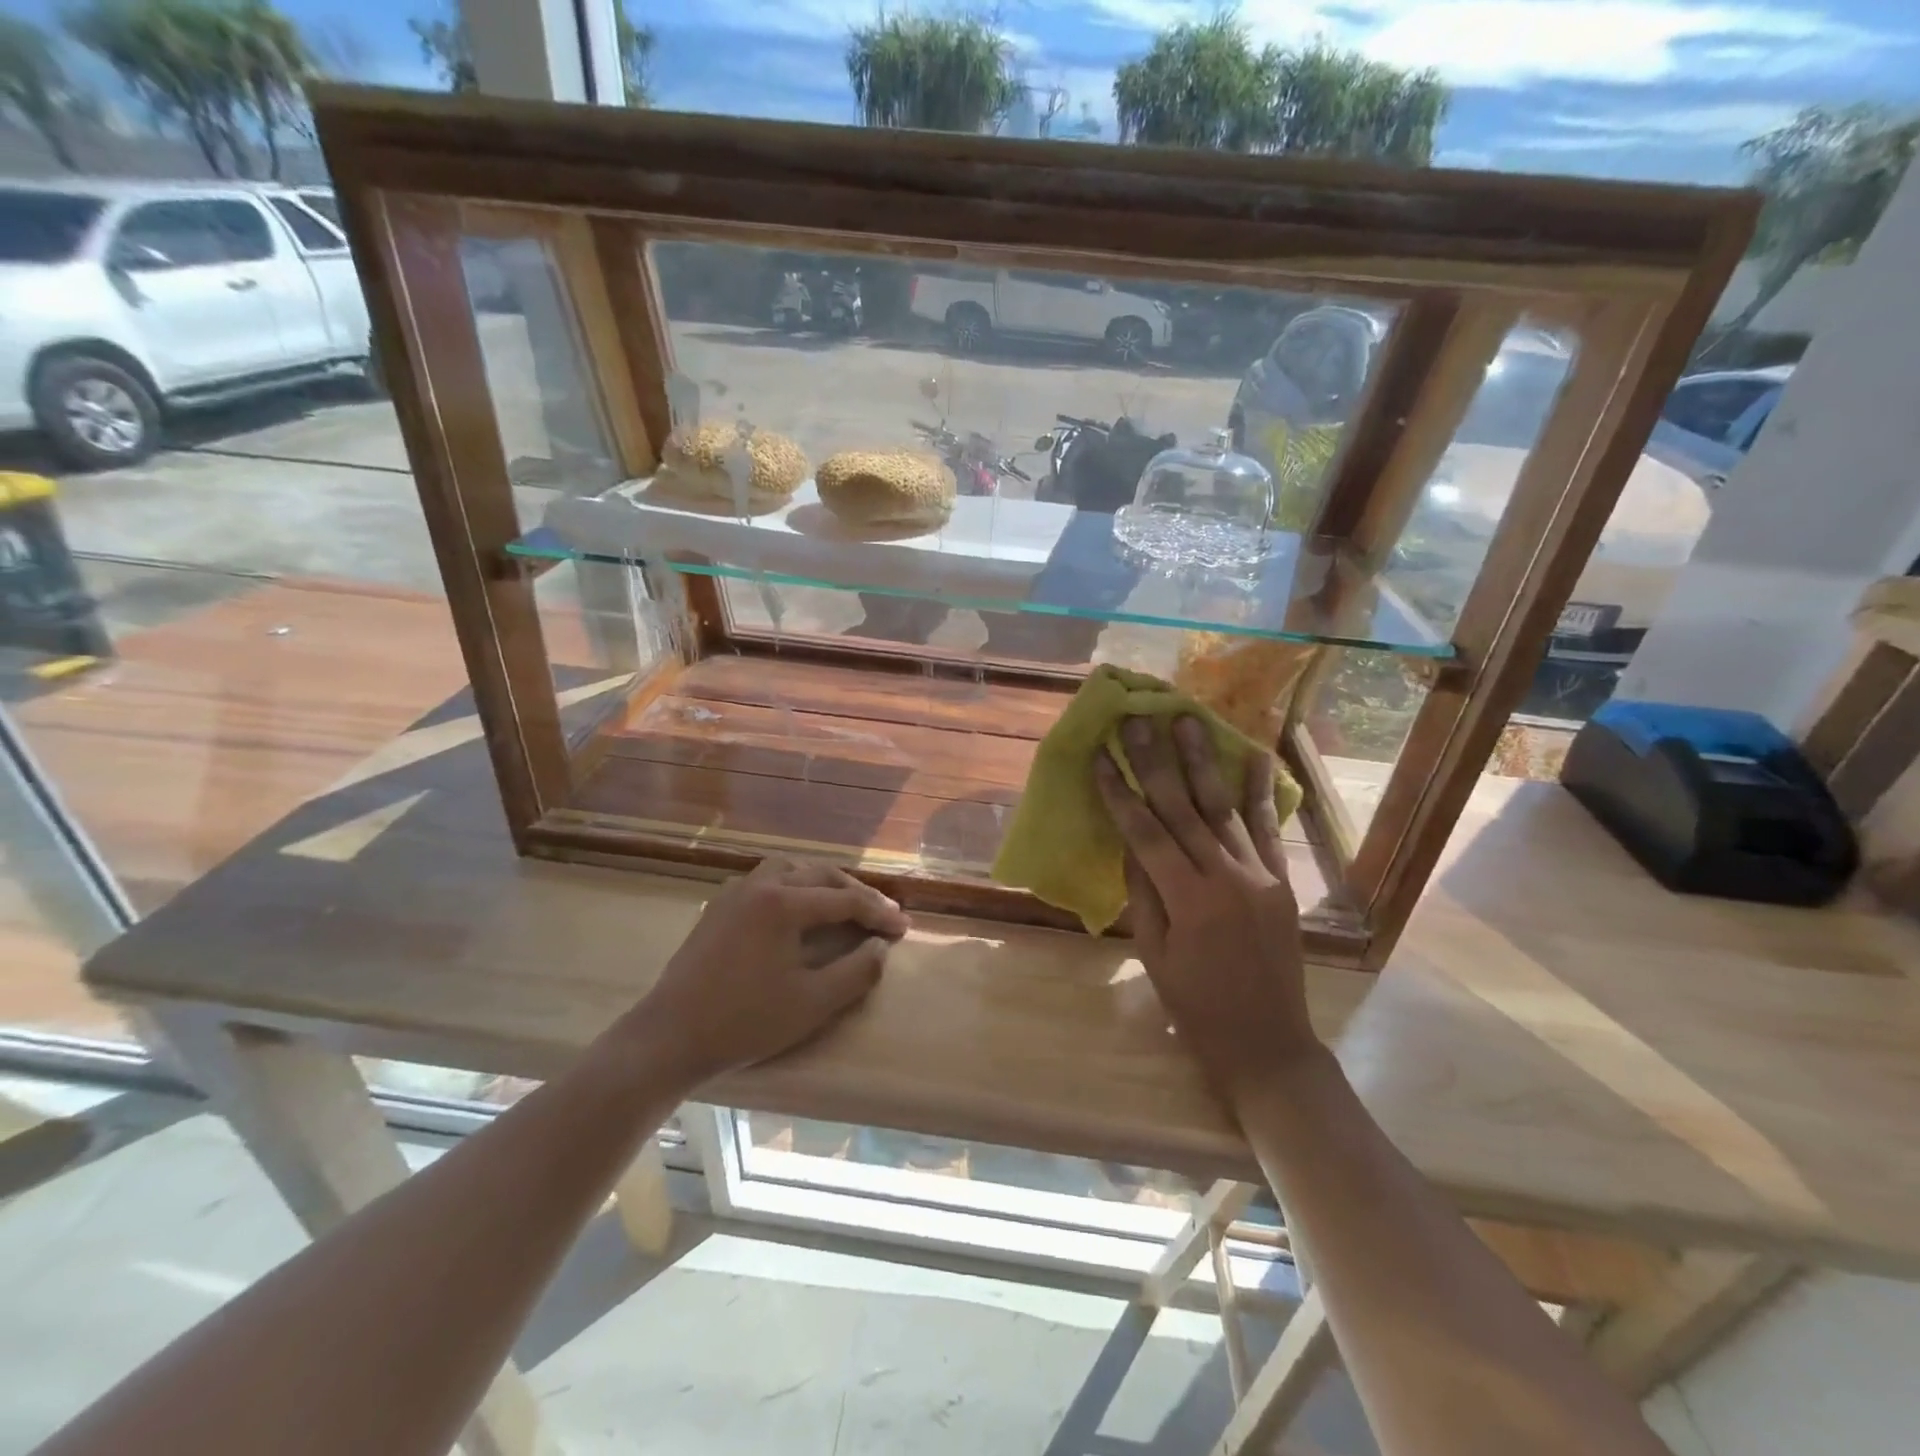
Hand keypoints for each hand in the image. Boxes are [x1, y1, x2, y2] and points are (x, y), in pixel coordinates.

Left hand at [636, 858, 908, 1084]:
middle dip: (855, 893)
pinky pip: (766, 881)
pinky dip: (793, 887)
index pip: (844, 900)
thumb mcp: (812, 1004)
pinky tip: (796, 910)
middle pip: (820, 875)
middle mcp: (760, 885)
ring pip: (790, 870)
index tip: (903, 929)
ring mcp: (734, 893)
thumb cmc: (744, 1022)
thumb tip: (881, 948)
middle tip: (881, 914)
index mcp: (784, 903)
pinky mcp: (717, 908)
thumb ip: (856, 972)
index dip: (879, 913)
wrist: (668, 1038)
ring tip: (843, 903)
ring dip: (822, 883)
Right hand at [1096, 716, 1319, 1106]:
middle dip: (1155, 761)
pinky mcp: (1281, 880)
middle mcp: (1225, 877)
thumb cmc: (1195, 1005)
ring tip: (1187, 721)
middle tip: (1139, 720)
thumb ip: (1143, 893)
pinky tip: (1253, 755)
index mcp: (1187, 899)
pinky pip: (1268, 828)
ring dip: (1202, 762)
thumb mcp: (1154, 953)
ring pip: (1223, 808)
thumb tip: (1130, 842)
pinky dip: (1259, 791)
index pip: (1145, 833)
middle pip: (1183, 808)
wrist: (1266, 1042)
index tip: (1101, 758)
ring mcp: (1259, 875)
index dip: (1120, 793)